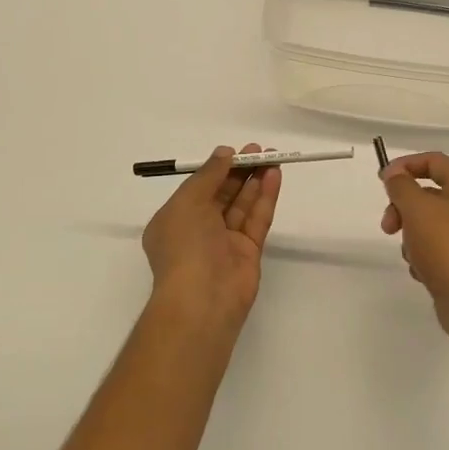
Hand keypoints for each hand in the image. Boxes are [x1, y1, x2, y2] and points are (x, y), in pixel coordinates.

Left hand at [142, 143, 281, 326]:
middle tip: (259, 150)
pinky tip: (274, 176)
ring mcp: (224, 242)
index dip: (216, 169)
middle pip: (222, 194)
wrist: (202, 299)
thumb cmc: (184, 245)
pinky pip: (257, 219)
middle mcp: (198, 230)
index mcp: (174, 220)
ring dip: (255, 181)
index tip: (234, 151)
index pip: (197, 188)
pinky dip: (265, 198)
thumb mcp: (188, 201)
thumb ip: (208, 175)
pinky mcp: (248, 252)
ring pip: (242, 205)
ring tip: (272, 157)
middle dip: (239, 171)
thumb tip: (223, 153)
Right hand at [380, 153, 448, 342]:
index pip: (433, 161)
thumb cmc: (448, 248)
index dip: (404, 165)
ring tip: (412, 255)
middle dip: (403, 208)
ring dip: (412, 236)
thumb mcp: (417, 209)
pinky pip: (439, 248)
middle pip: (430, 193)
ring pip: (431, 223)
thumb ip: (401, 186)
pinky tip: (423, 272)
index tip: (381, 181)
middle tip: (388, 226)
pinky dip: (425, 256)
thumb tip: (395, 174)